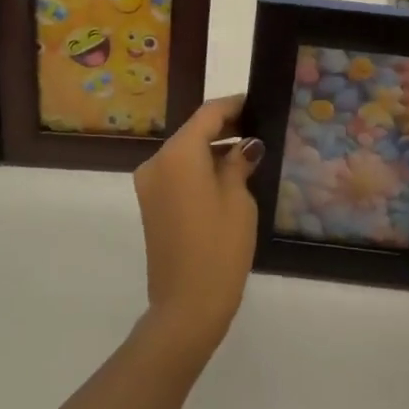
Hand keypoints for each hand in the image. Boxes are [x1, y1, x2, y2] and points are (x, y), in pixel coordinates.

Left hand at [132, 95, 262, 357]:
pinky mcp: (151, 204)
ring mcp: (149, 184)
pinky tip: (227, 177)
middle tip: (259, 130)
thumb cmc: (219, 248)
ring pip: (184, 153)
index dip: (233, 106)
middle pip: (193, 131)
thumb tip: (245, 146)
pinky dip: (199, 168)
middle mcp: (157, 162)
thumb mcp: (238, 201)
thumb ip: (238, 163)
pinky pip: (177, 173)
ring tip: (248, 154)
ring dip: (212, 149)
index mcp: (178, 154)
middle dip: (224, 128)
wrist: (186, 305)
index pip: (208, 114)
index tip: (257, 103)